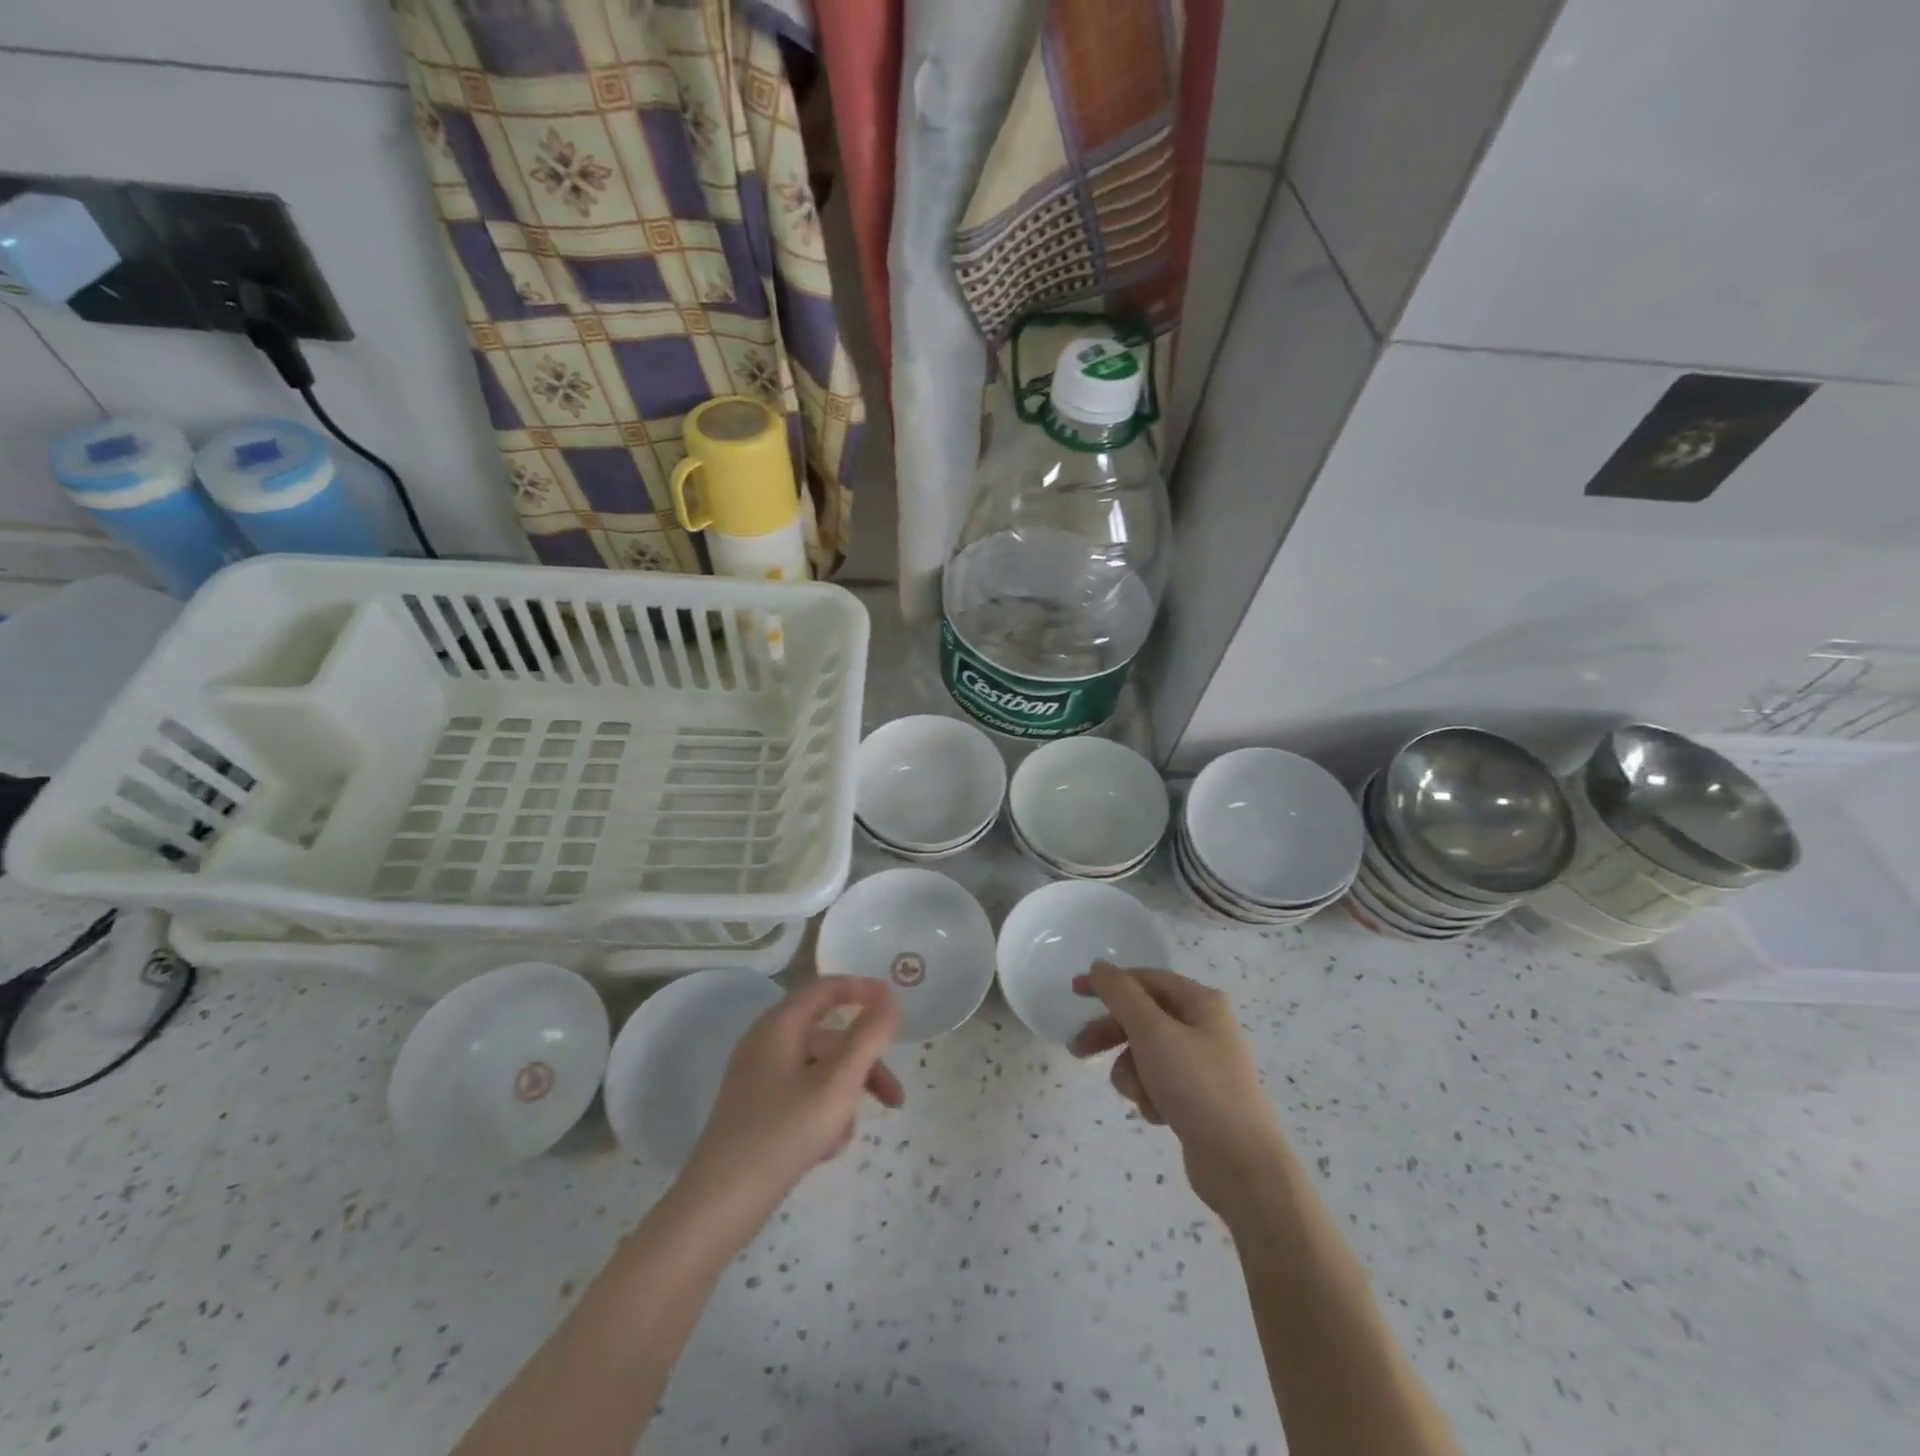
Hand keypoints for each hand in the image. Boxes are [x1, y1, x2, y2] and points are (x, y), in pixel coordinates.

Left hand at [676, 977, 903, 1243]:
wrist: (718, 1206)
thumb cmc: (783, 1133)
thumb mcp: (837, 1082)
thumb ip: (868, 1036)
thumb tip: (888, 998)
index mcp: (780, 1025)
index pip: (826, 988)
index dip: (863, 990)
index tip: (895, 1005)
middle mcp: (765, 1043)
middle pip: (828, 1038)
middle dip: (864, 1065)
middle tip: (893, 1099)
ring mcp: (757, 1078)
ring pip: (818, 1072)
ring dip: (843, 1097)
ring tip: (845, 1138)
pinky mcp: (755, 1110)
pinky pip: (800, 1096)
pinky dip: (821, 1114)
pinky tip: (824, 1151)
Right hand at [1070, 962, 1287, 1218]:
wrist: (1240, 1164)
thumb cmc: (1195, 1085)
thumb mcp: (1151, 1031)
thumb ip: (1120, 994)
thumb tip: (1099, 966)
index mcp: (1200, 1002)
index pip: (1145, 979)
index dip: (1108, 982)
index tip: (1074, 993)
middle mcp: (1204, 1027)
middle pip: (1142, 1017)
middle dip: (1111, 1035)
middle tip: (1078, 1049)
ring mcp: (1202, 1064)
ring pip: (1145, 1053)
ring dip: (1132, 1073)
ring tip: (1140, 1096)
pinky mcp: (1198, 1098)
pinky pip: (1158, 1083)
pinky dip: (1150, 1095)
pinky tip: (1158, 1115)